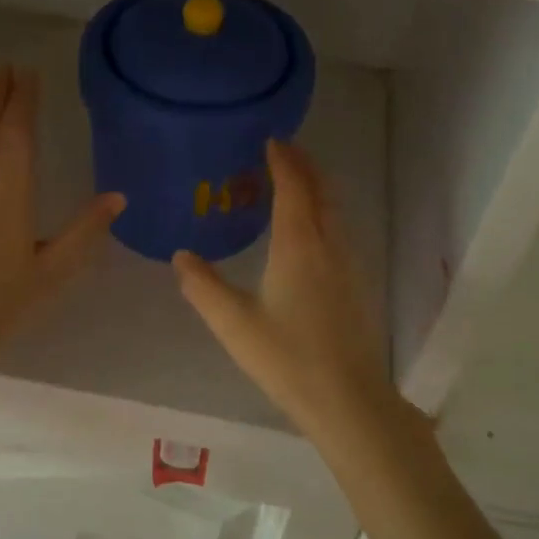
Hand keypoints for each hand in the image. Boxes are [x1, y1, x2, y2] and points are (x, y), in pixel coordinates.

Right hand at [173, 140, 400, 445]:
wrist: (348, 398)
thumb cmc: (287, 358)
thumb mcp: (234, 323)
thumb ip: (203, 286)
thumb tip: (180, 256)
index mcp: (299, 244)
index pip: (293, 187)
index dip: (283, 160)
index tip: (271, 140)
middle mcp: (329, 243)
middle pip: (321, 190)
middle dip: (304, 165)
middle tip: (283, 151)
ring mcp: (349, 263)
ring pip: (335, 209)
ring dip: (316, 187)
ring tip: (295, 183)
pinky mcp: (357, 282)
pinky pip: (340, 228)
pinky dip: (324, 211)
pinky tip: (311, 231)